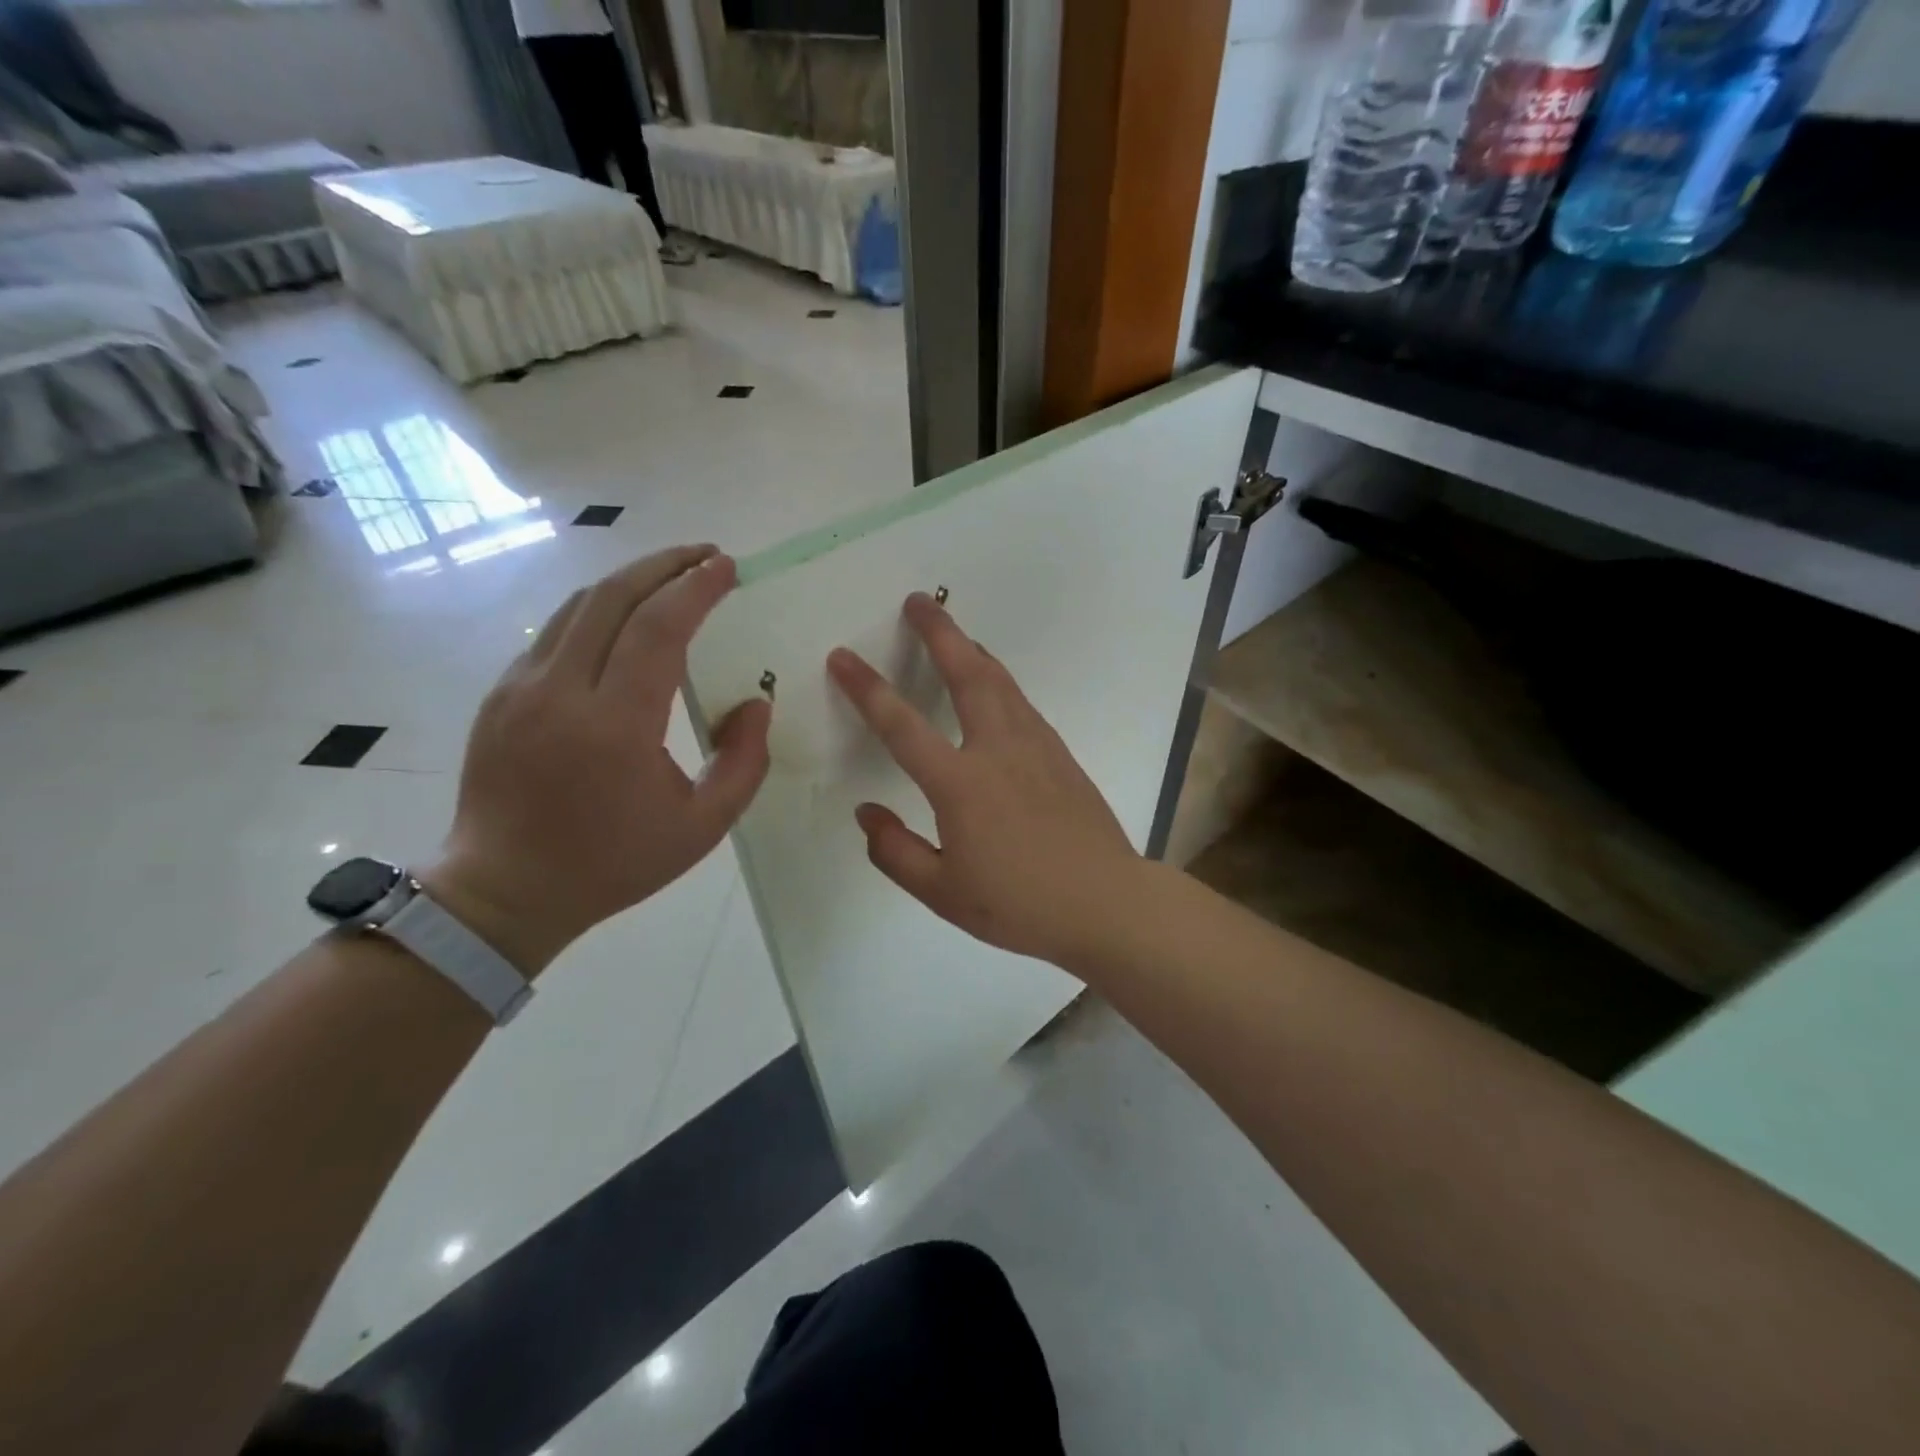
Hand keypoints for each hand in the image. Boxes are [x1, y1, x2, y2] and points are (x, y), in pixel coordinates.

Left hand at [425, 546, 771, 973]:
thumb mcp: (702, 828)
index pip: (659, 629)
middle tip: (706, 555)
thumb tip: (756, 702)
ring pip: (579, 606)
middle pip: (614, 597)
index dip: (696, 588)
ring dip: (630, 580)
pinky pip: (556, 631)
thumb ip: (744, 762)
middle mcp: (561, 691)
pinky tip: (624, 620)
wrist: (504, 890)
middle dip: (665, 565)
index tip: (727, 566)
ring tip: (672, 576)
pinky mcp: (501, 694)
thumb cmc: (613, 863)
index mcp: (615, 725)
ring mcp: (521, 687)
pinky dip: (598, 610)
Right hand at [827, 592, 1142, 967]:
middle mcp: (998, 750)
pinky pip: (1022, 704)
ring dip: (973, 650)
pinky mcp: (1061, 754)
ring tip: (954, 633)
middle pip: (967, 674)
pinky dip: (1000, 681)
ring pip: (1000, 681)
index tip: (843, 656)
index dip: (867, 688)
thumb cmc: (1019, 905)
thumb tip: (867, 813)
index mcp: (961, 784)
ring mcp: (1036, 747)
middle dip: (939, 632)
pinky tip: (995, 686)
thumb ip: (895, 852)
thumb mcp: (943, 892)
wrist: (1105, 903)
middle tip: (919, 600)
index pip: (902, 725)